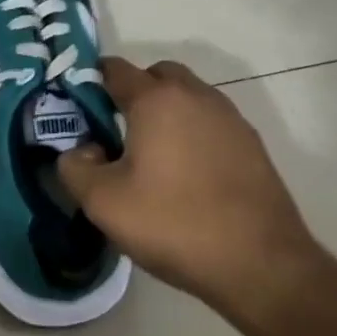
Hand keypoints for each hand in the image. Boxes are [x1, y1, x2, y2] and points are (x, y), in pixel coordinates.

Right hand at [57, 57, 320, 319]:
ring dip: (166, 113)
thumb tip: (80, 151)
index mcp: (157, 100)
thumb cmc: (175, 224)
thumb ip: (74, 168)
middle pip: (157, 76)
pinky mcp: (252, 146)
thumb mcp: (103, 203)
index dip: (91, 83)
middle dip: (134, 93)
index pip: (115, 70)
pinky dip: (193, 134)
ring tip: (152, 157)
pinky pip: (211, 123)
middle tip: (116, 131)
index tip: (79, 110)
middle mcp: (196, 96)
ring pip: (188, 98)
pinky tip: (186, 175)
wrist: (262, 266)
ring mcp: (230, 119)